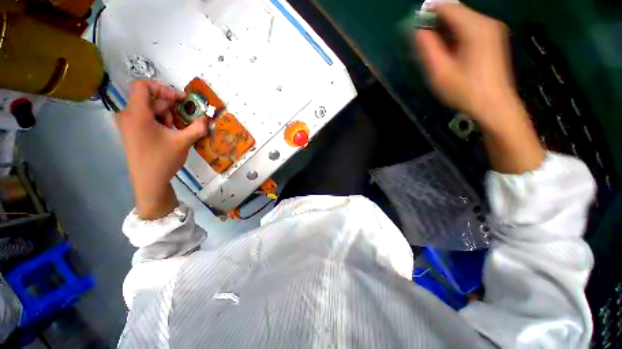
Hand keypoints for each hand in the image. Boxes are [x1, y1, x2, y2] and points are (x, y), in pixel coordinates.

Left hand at [116, 80, 209, 218]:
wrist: (149, 182)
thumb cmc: (163, 160)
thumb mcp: (183, 142)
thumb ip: (197, 127)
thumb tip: (207, 118)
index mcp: (136, 114)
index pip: (143, 86)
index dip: (163, 88)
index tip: (180, 100)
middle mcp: (128, 115)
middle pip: (150, 100)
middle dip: (170, 108)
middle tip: (185, 120)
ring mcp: (128, 124)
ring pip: (150, 110)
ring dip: (167, 116)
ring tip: (178, 130)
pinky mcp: (131, 132)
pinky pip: (146, 119)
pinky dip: (160, 122)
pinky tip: (170, 134)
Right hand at [414, 4, 544, 172]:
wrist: (494, 105)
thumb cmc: (466, 92)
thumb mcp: (440, 72)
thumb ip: (428, 49)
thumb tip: (418, 32)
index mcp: (475, 28)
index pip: (447, 7)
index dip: (429, 13)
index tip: (414, 26)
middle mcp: (487, 23)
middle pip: (456, 12)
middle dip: (437, 23)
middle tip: (423, 42)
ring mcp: (492, 30)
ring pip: (462, 20)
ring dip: (445, 31)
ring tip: (436, 50)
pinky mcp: (493, 38)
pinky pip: (470, 28)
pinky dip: (456, 35)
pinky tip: (450, 51)